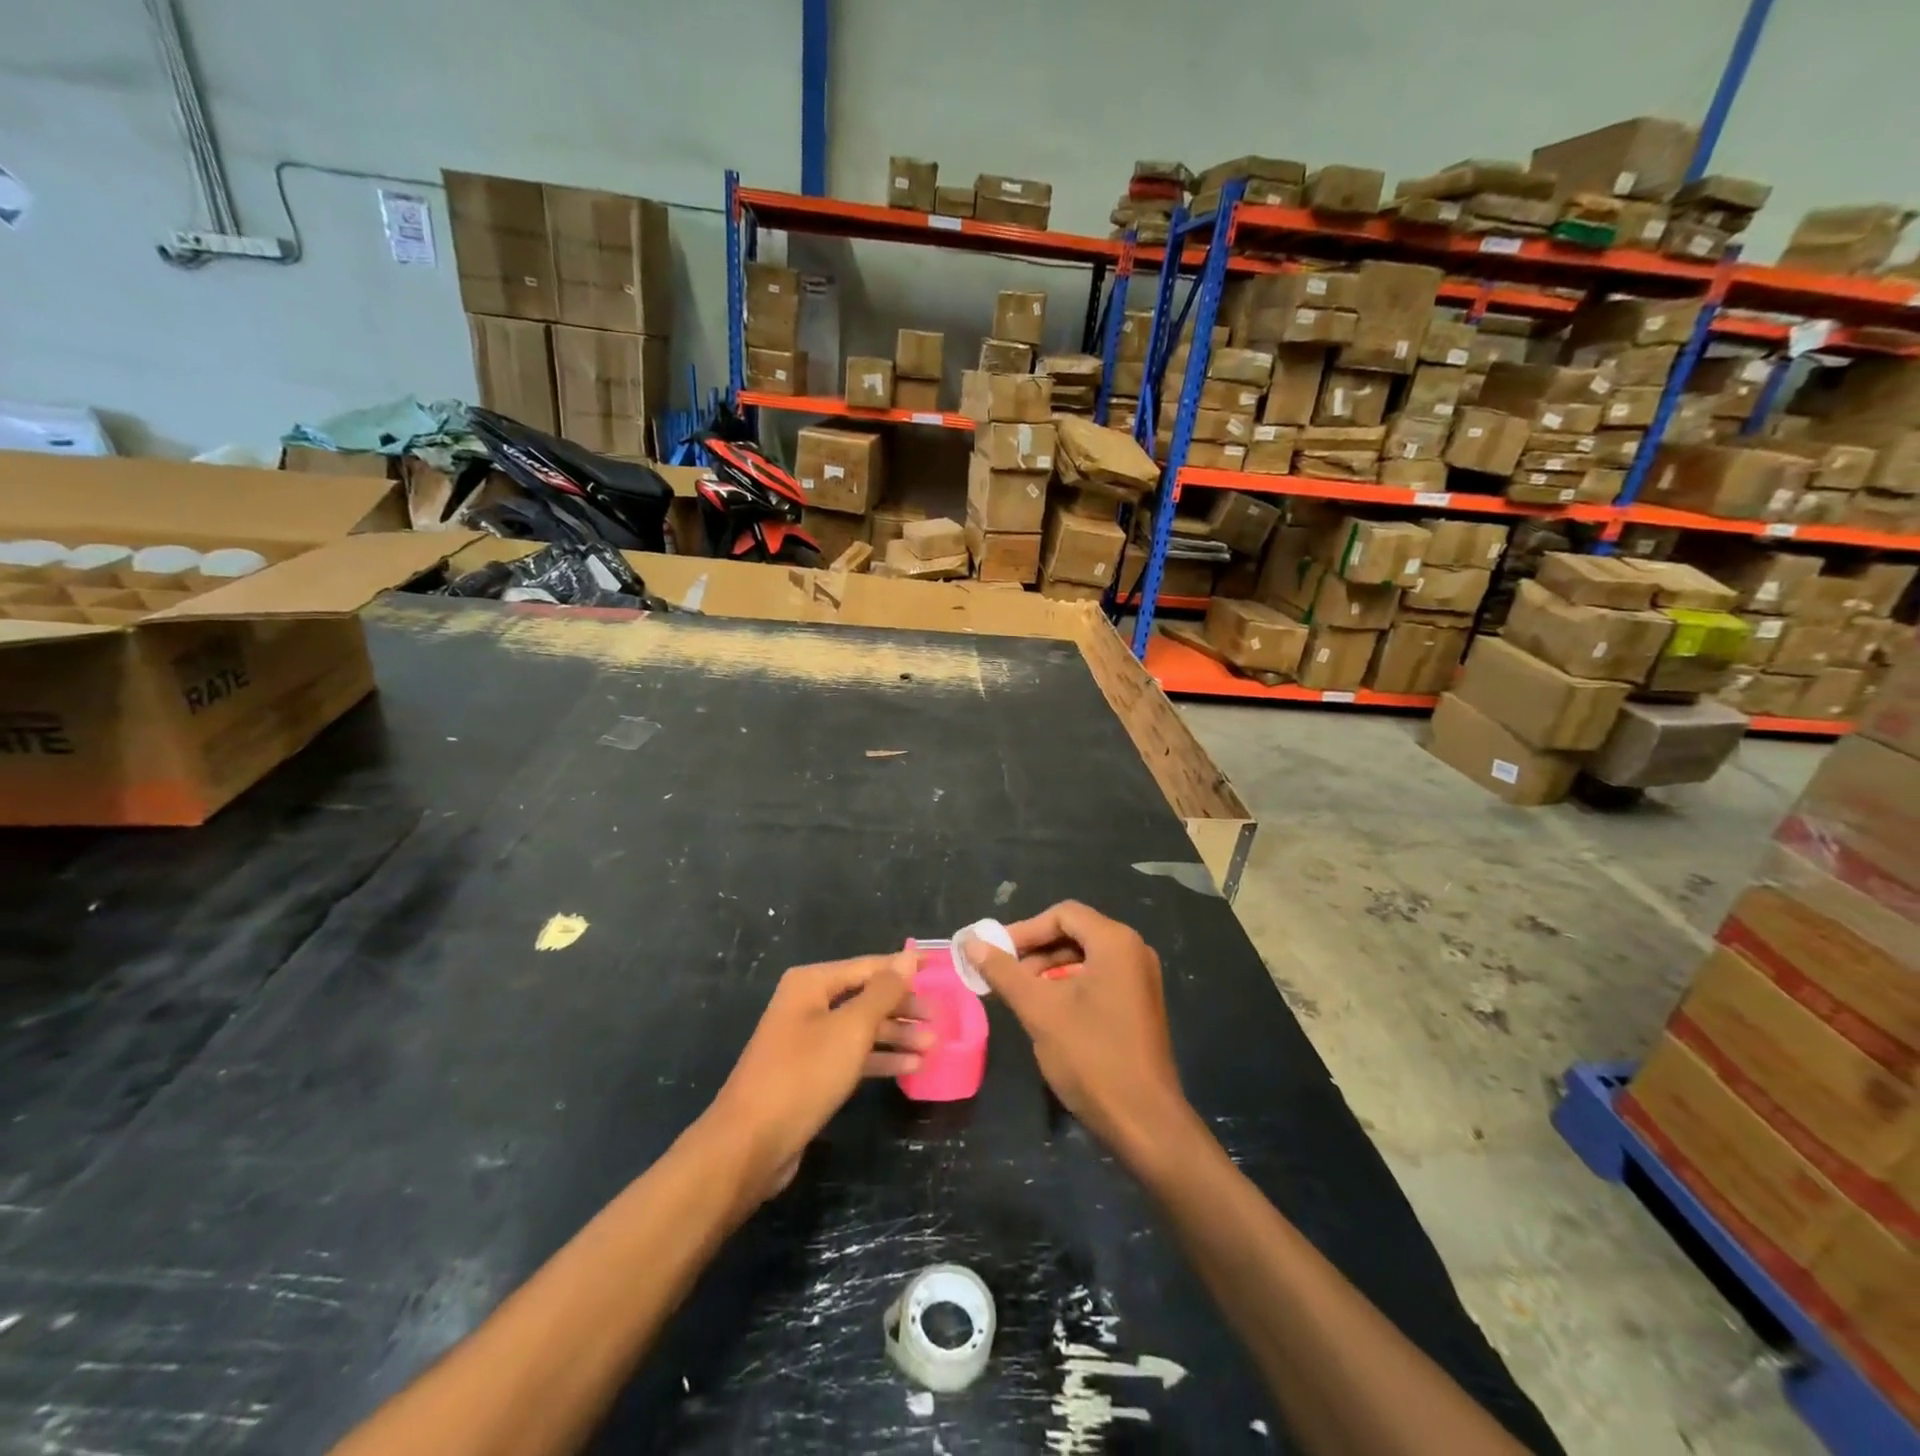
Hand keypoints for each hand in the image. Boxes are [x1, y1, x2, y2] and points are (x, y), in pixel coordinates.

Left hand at [705, 950, 930, 1204]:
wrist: (750, 1144)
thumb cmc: (803, 1074)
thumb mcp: (851, 1028)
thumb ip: (883, 992)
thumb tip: (907, 956)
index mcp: (811, 983)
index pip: (869, 966)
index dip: (904, 968)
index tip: (939, 967)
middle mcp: (807, 1004)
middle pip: (866, 997)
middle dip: (903, 1007)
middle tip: (940, 1020)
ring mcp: (807, 1040)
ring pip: (861, 1028)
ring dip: (896, 1035)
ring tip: (933, 1046)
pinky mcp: (810, 1073)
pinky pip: (852, 1055)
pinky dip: (880, 1058)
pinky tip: (910, 1066)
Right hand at [964, 902, 1190, 1159]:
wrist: (1144, 1122)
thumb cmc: (1091, 1056)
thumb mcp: (1039, 1010)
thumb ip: (1004, 972)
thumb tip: (971, 942)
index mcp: (1115, 942)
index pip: (1063, 915)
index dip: (1024, 930)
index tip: (995, 954)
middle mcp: (1133, 951)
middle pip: (1074, 933)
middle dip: (1035, 952)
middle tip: (1003, 976)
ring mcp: (1140, 979)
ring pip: (1084, 959)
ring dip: (1048, 970)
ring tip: (1021, 997)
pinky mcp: (1139, 1005)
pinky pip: (1098, 979)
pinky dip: (1069, 987)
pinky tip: (1048, 1013)